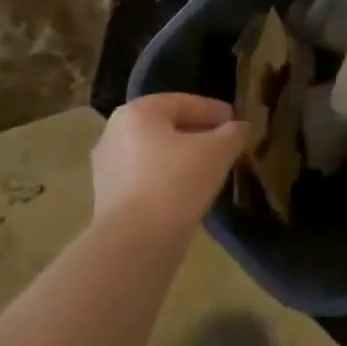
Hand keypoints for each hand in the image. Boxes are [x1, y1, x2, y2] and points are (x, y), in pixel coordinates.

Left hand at [93, 94, 249, 229]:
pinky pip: (145, 178)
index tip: (236, 121)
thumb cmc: (176, 183)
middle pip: (166, 127)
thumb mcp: (217, 152)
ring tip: (209, 170)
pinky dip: (167, 179)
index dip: (213, 110)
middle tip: (225, 144)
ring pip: (154, 154)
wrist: (135, 243)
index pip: (182, 102)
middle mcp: (114, 132)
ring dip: (181, 158)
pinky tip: (188, 193)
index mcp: (137, 112)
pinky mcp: (107, 198)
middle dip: (197, 134)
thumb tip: (239, 128)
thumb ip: (232, 134)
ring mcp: (107, 167)